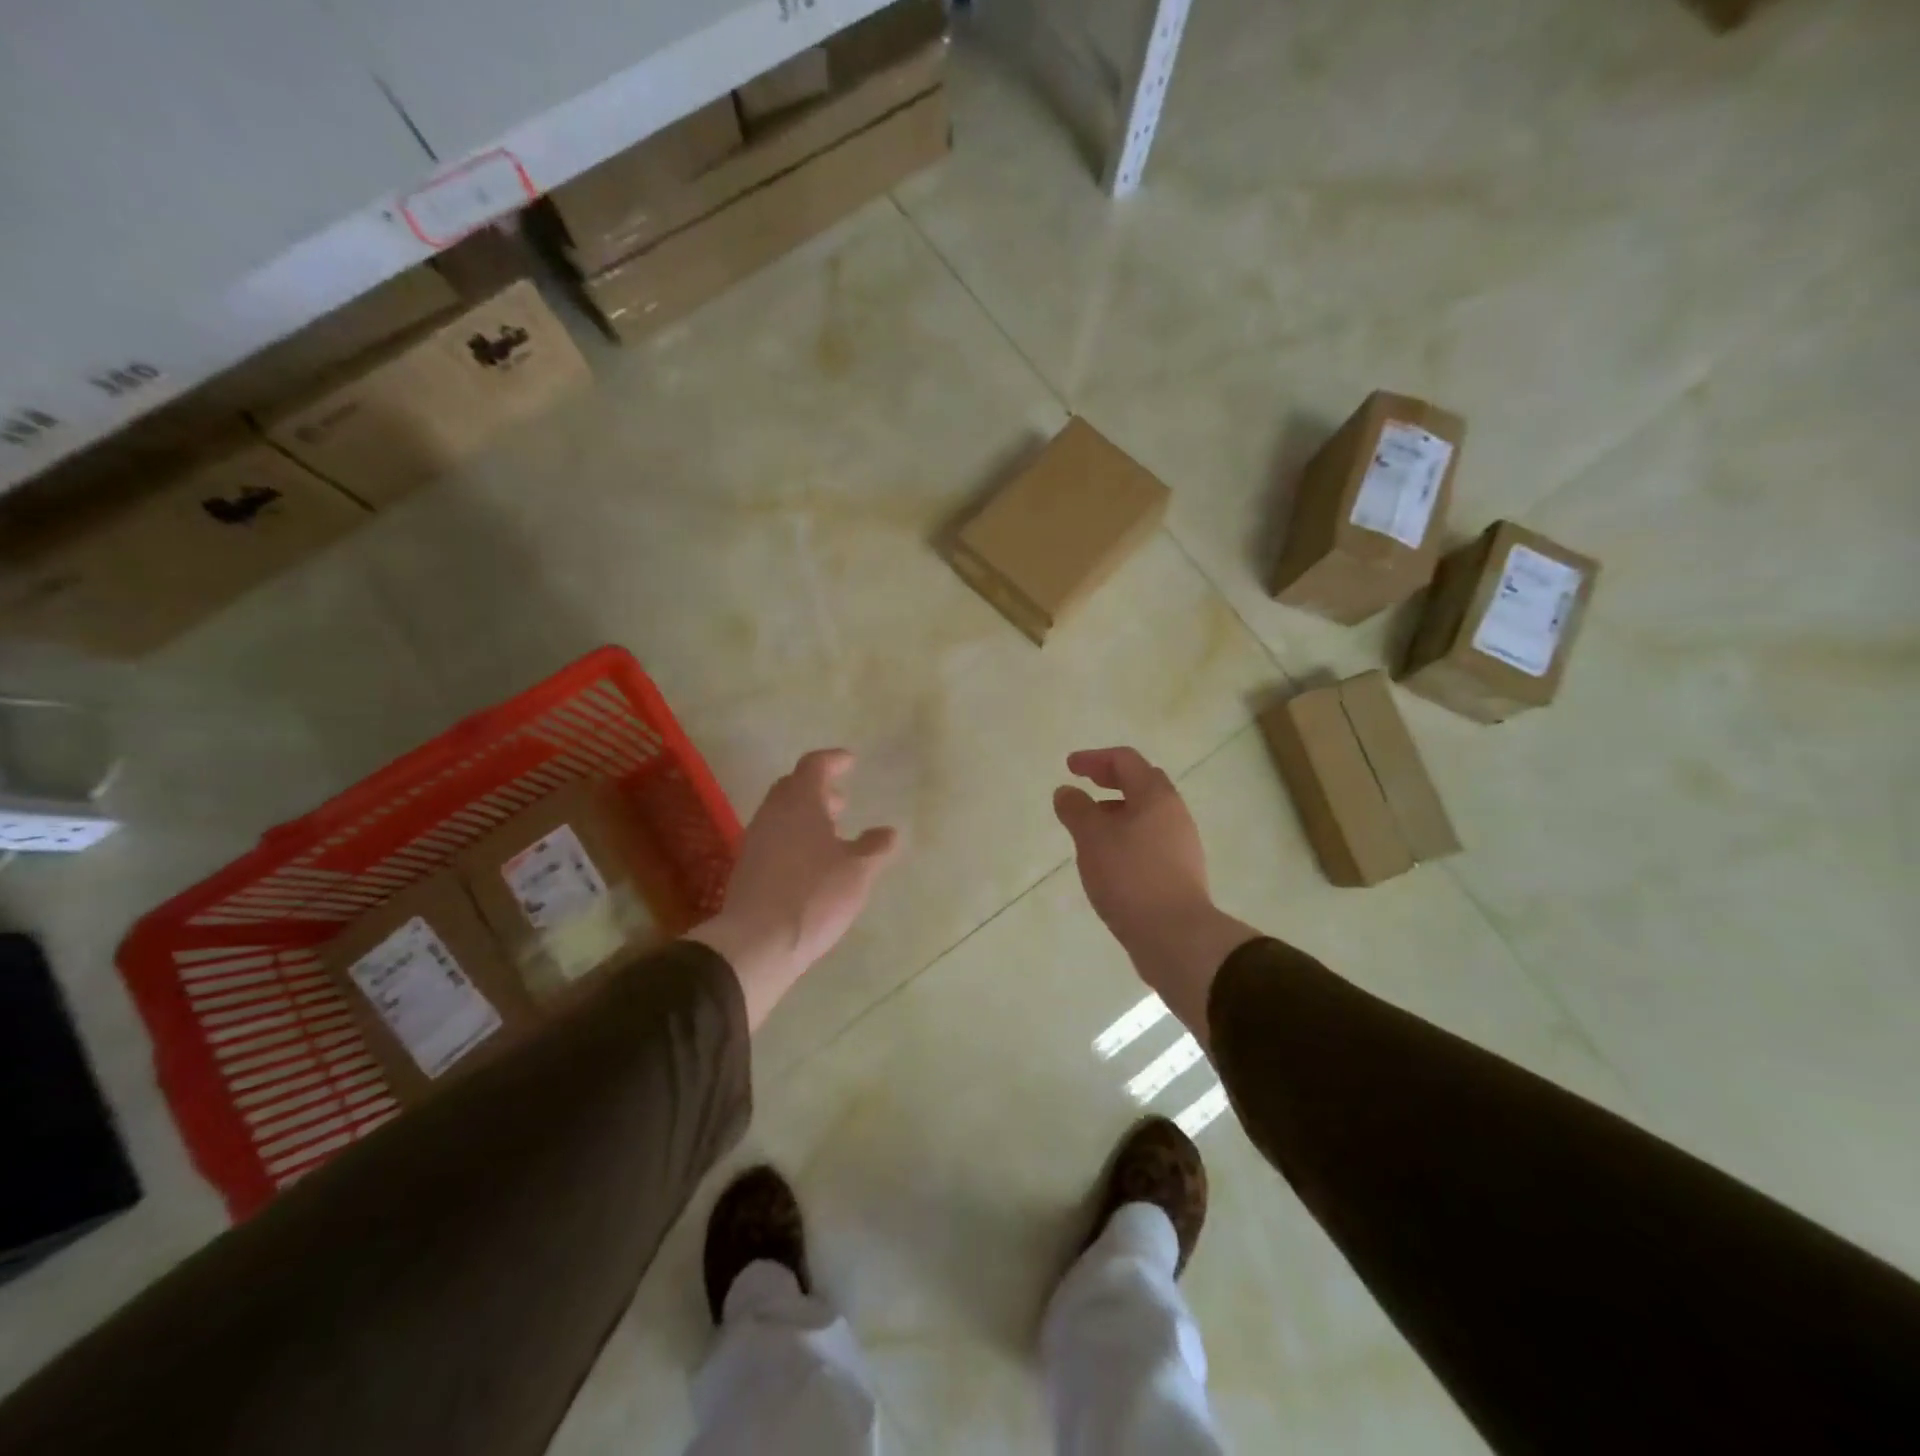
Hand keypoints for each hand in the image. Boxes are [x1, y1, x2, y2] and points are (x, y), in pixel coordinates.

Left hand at [690, 749, 898, 1029]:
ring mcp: (756, 840)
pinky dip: (794, 837)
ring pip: (782, 814)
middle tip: (841, 801)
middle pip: (793, 787)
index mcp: (800, 803)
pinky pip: (774, 837)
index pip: (814, 766)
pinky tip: (811, 861)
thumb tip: (889, 831)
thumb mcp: (857, 871)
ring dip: (806, 815)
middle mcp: (773, 813)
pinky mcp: (748, 867)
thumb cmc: (814, 895)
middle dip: (818, 789)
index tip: (850, 761)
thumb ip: (874, 847)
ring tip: (831, 833)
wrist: (757, 942)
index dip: (833, 760)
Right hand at [1054, 748, 1257, 1041]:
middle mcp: (1174, 814)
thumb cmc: (1131, 877)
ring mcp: (1181, 844)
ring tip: (1090, 828)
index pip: (1125, 761)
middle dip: (1111, 781)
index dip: (1094, 759)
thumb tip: (1066, 792)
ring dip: (1118, 811)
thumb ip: (1076, 810)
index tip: (1069, 767)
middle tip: (1085, 786)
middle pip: (1143, 783)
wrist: (1176, 937)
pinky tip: (1109, 859)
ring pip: (1147, 815)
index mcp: (1156, 797)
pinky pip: (1150, 841)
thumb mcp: (1092, 839)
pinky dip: (1127, 837)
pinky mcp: (1179, 872)